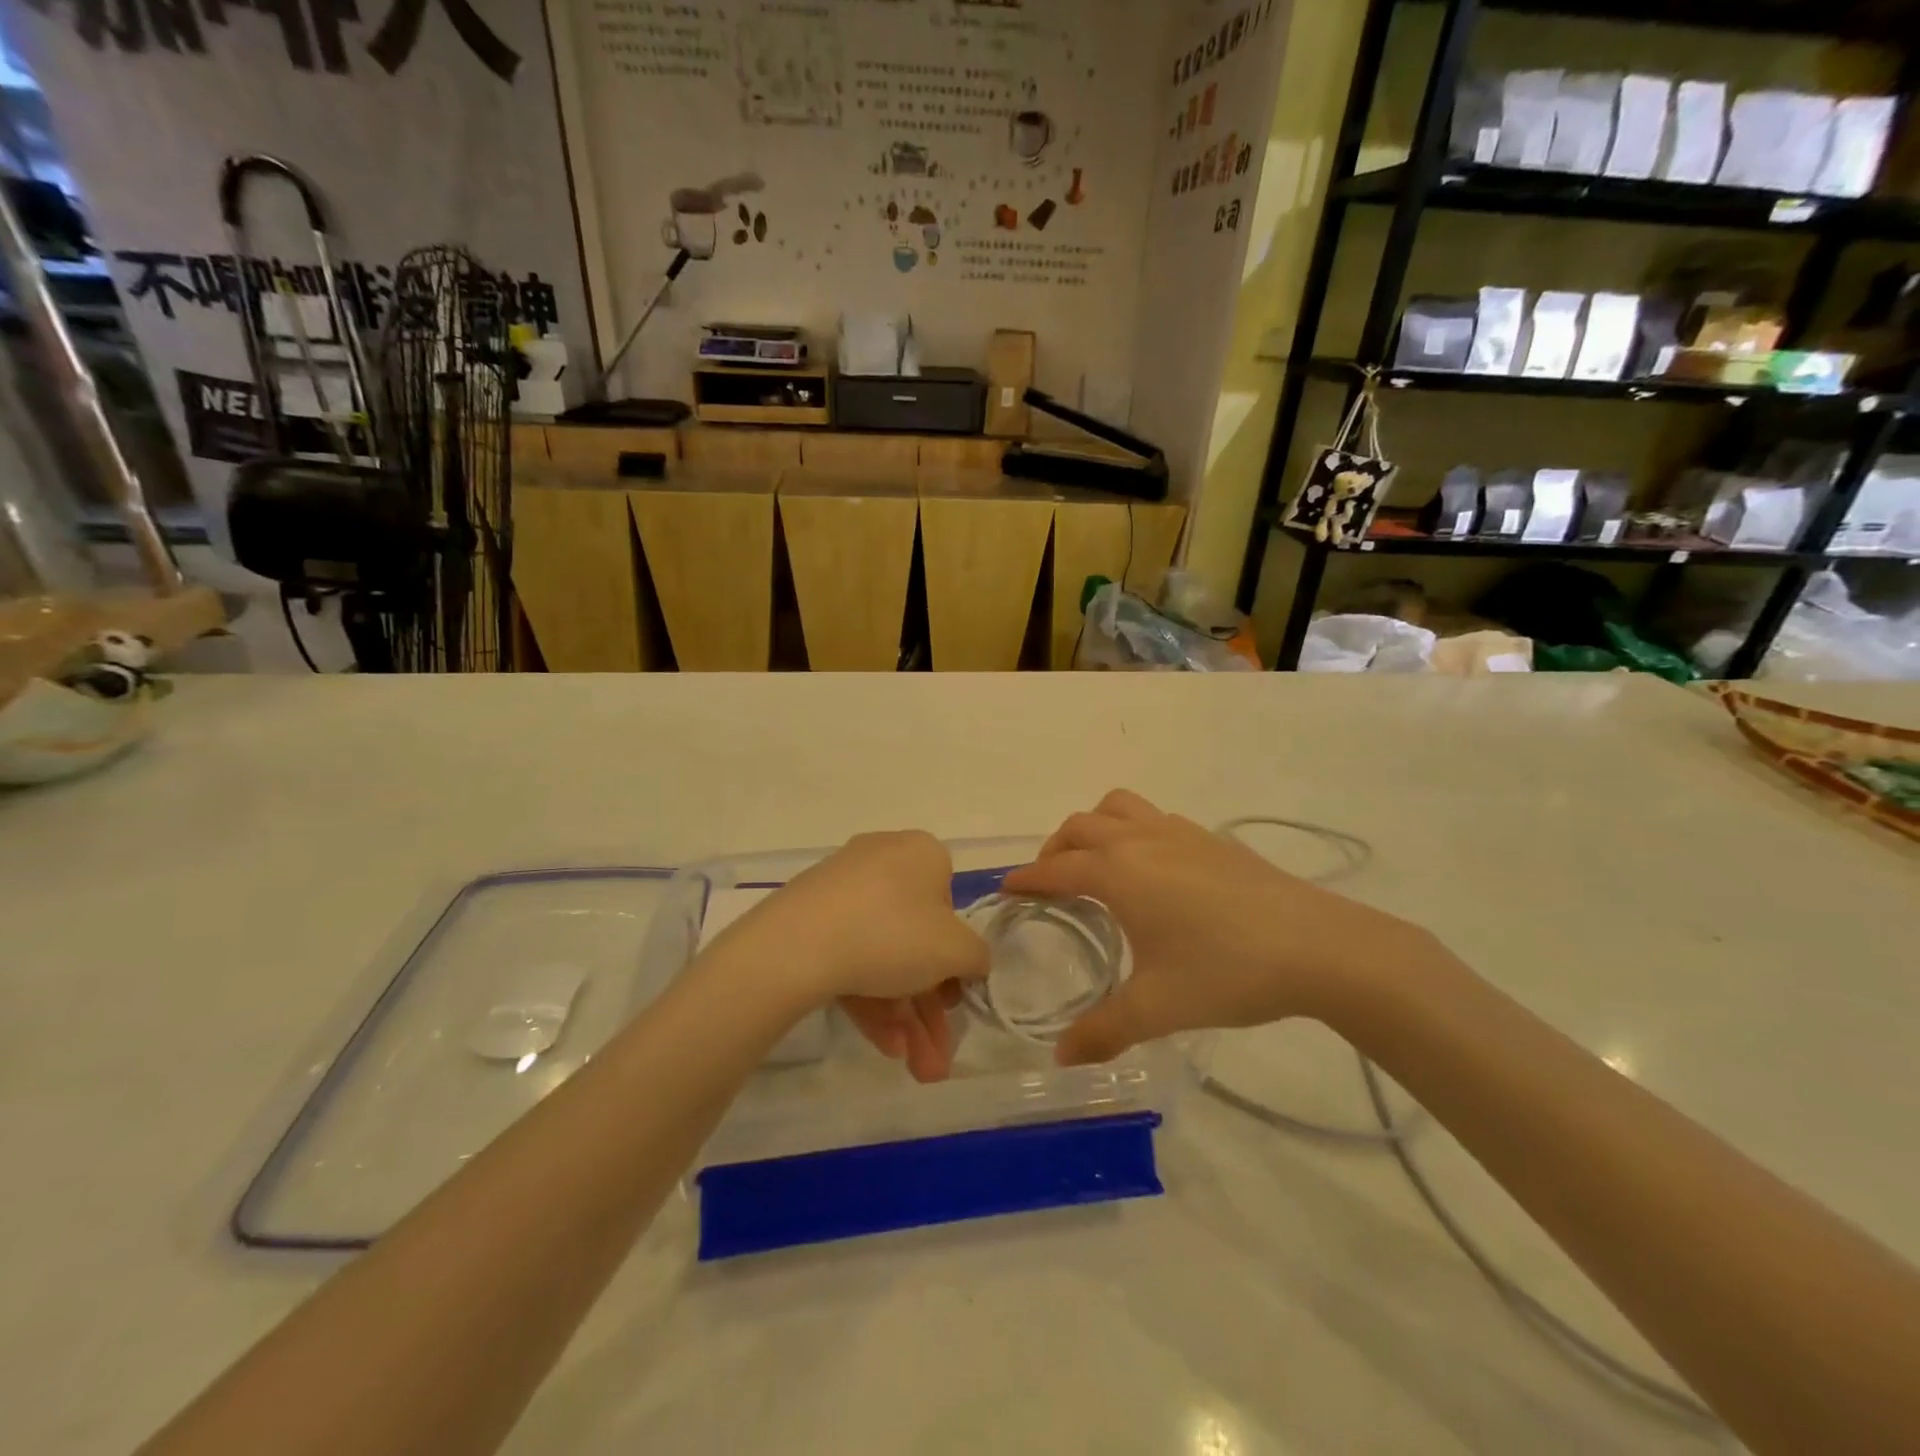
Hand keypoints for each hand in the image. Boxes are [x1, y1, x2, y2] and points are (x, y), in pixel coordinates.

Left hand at [724, 831, 988, 1081]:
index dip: (955, 958)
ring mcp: (842, 890)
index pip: (950, 905)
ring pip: (883, 955)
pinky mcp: (810, 917)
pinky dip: (870, 999)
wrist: (797, 944)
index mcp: (921, 854)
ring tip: (915, 1068)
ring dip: (904, 1016)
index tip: (953, 998)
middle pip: (915, 940)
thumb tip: (970, 962)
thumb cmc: (894, 933)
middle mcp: (883, 861)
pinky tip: (883, 1044)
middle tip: (936, 1058)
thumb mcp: (955, 951)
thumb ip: (976, 957)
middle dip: (929, 1008)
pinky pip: (850, 955)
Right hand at [1002, 791, 1442, 1065]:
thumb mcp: (1157, 1008)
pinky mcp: (1211, 838)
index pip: (1055, 868)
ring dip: (1094, 827)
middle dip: (1054, 850)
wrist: (1318, 947)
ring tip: (1096, 863)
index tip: (1006, 891)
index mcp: (1118, 873)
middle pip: (1080, 827)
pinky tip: (1153, 870)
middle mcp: (1140, 840)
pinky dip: (1133, 830)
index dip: (1026, 879)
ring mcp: (1179, 833)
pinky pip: (1154, 818)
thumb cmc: (1227, 972)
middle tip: (1050, 884)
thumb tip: (1060, 1059)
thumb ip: (1102, 1032)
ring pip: (1118, 808)